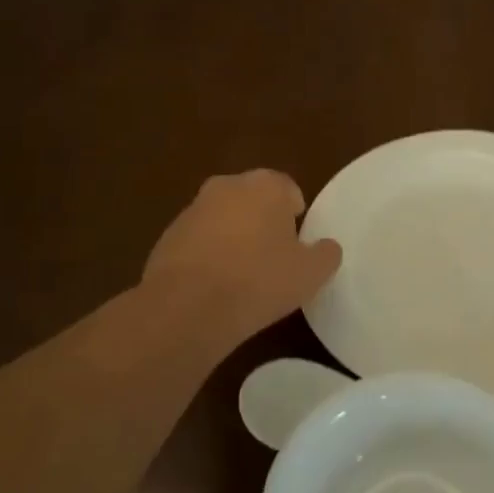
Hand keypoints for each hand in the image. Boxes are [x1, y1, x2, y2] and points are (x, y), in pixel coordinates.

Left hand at [143, 170, 341, 347]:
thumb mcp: (311, 273)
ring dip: (234, 238)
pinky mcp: (167, 237)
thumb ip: (326, 254)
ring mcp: (192, 210)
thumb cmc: (259, 280)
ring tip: (244, 276)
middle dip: (263, 221)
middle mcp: (227, 186)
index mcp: (265, 185)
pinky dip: (208, 256)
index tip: (298, 243)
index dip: (296, 215)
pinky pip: (198, 242)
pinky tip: (215, 287)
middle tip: (275, 257)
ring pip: (224, 219)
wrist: (188, 307)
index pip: (288, 189)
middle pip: (253, 200)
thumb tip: (326, 247)